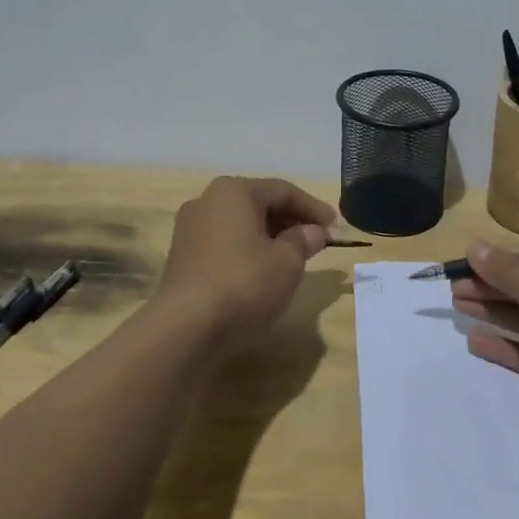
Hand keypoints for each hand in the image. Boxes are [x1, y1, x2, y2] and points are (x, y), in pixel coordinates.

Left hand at [154, 176, 336, 338]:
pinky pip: (225, 244)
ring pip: (241, 225)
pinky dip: (249, 251)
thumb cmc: (244, 283)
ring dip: (271, 237)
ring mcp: (190, 230)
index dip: (313, 207)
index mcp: (233, 191)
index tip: (336, 225)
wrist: (185, 327)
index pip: (283, 191)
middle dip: (291, 221)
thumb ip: (303, 241)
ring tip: (295, 257)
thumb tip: (313, 231)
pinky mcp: (183, 258)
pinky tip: (264, 271)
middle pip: (259, 204)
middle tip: (318, 240)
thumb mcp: (287, 262)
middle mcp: (207, 201)